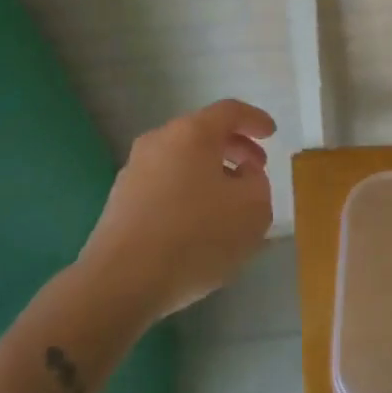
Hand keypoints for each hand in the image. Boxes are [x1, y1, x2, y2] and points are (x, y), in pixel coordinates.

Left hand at [78, 99, 275, 322]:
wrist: (120, 281)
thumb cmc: (195, 236)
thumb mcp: (252, 211)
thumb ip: (258, 184)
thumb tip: (244, 175)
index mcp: (192, 132)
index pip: (230, 111)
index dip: (255, 120)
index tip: (271, 133)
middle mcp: (160, 140)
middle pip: (203, 133)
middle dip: (234, 148)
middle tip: (255, 169)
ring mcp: (134, 170)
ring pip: (182, 160)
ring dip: (210, 173)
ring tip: (229, 203)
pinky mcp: (120, 201)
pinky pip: (164, 184)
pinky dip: (187, 192)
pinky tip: (198, 224)